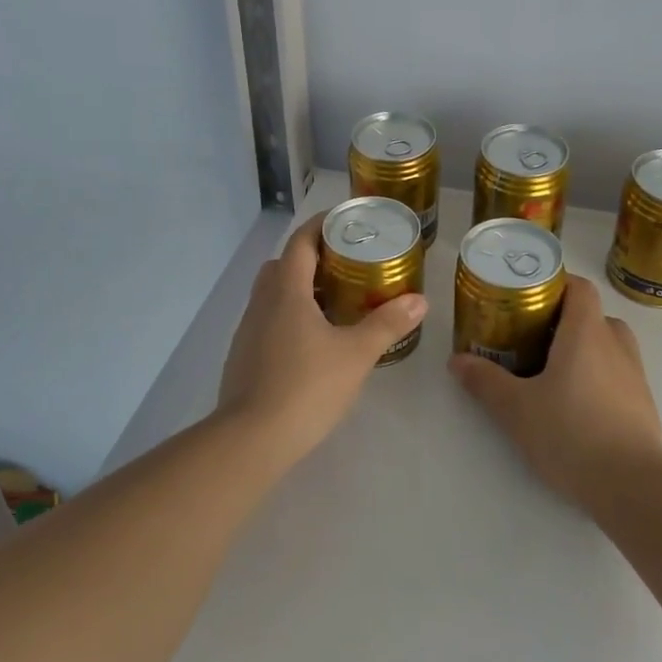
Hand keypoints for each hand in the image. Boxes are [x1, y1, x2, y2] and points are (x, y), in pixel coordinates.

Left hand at [216, 213, 428, 462]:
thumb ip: (387, 324)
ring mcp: (247, 331)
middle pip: (283, 265)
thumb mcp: (356, 355)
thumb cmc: (306, 387)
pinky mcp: (242, 357)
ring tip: (333, 304)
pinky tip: (311, 343)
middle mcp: (262, 303)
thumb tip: (419, 300)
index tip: (343, 221)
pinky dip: (288, 317)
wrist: (251, 439)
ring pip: (272, 295)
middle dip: (310, 258)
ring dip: (299, 290)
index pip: (300, 243)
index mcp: (286, 292)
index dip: (320, 226)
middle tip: (344, 266)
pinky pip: (267, 321)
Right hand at [449, 274, 661, 514]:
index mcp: (587, 332)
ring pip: (607, 344)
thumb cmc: (571, 434)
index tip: (528, 297)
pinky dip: (597, 375)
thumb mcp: (516, 408)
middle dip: (563, 320)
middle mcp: (616, 344)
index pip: (579, 286)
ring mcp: (635, 374)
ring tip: (551, 370)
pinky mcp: (643, 404)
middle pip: (592, 315)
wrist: (633, 487)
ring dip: (582, 348)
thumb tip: (456, 360)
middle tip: (531, 337)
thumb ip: (485, 381)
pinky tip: (574, 404)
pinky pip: (617, 372)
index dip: (556, 283)